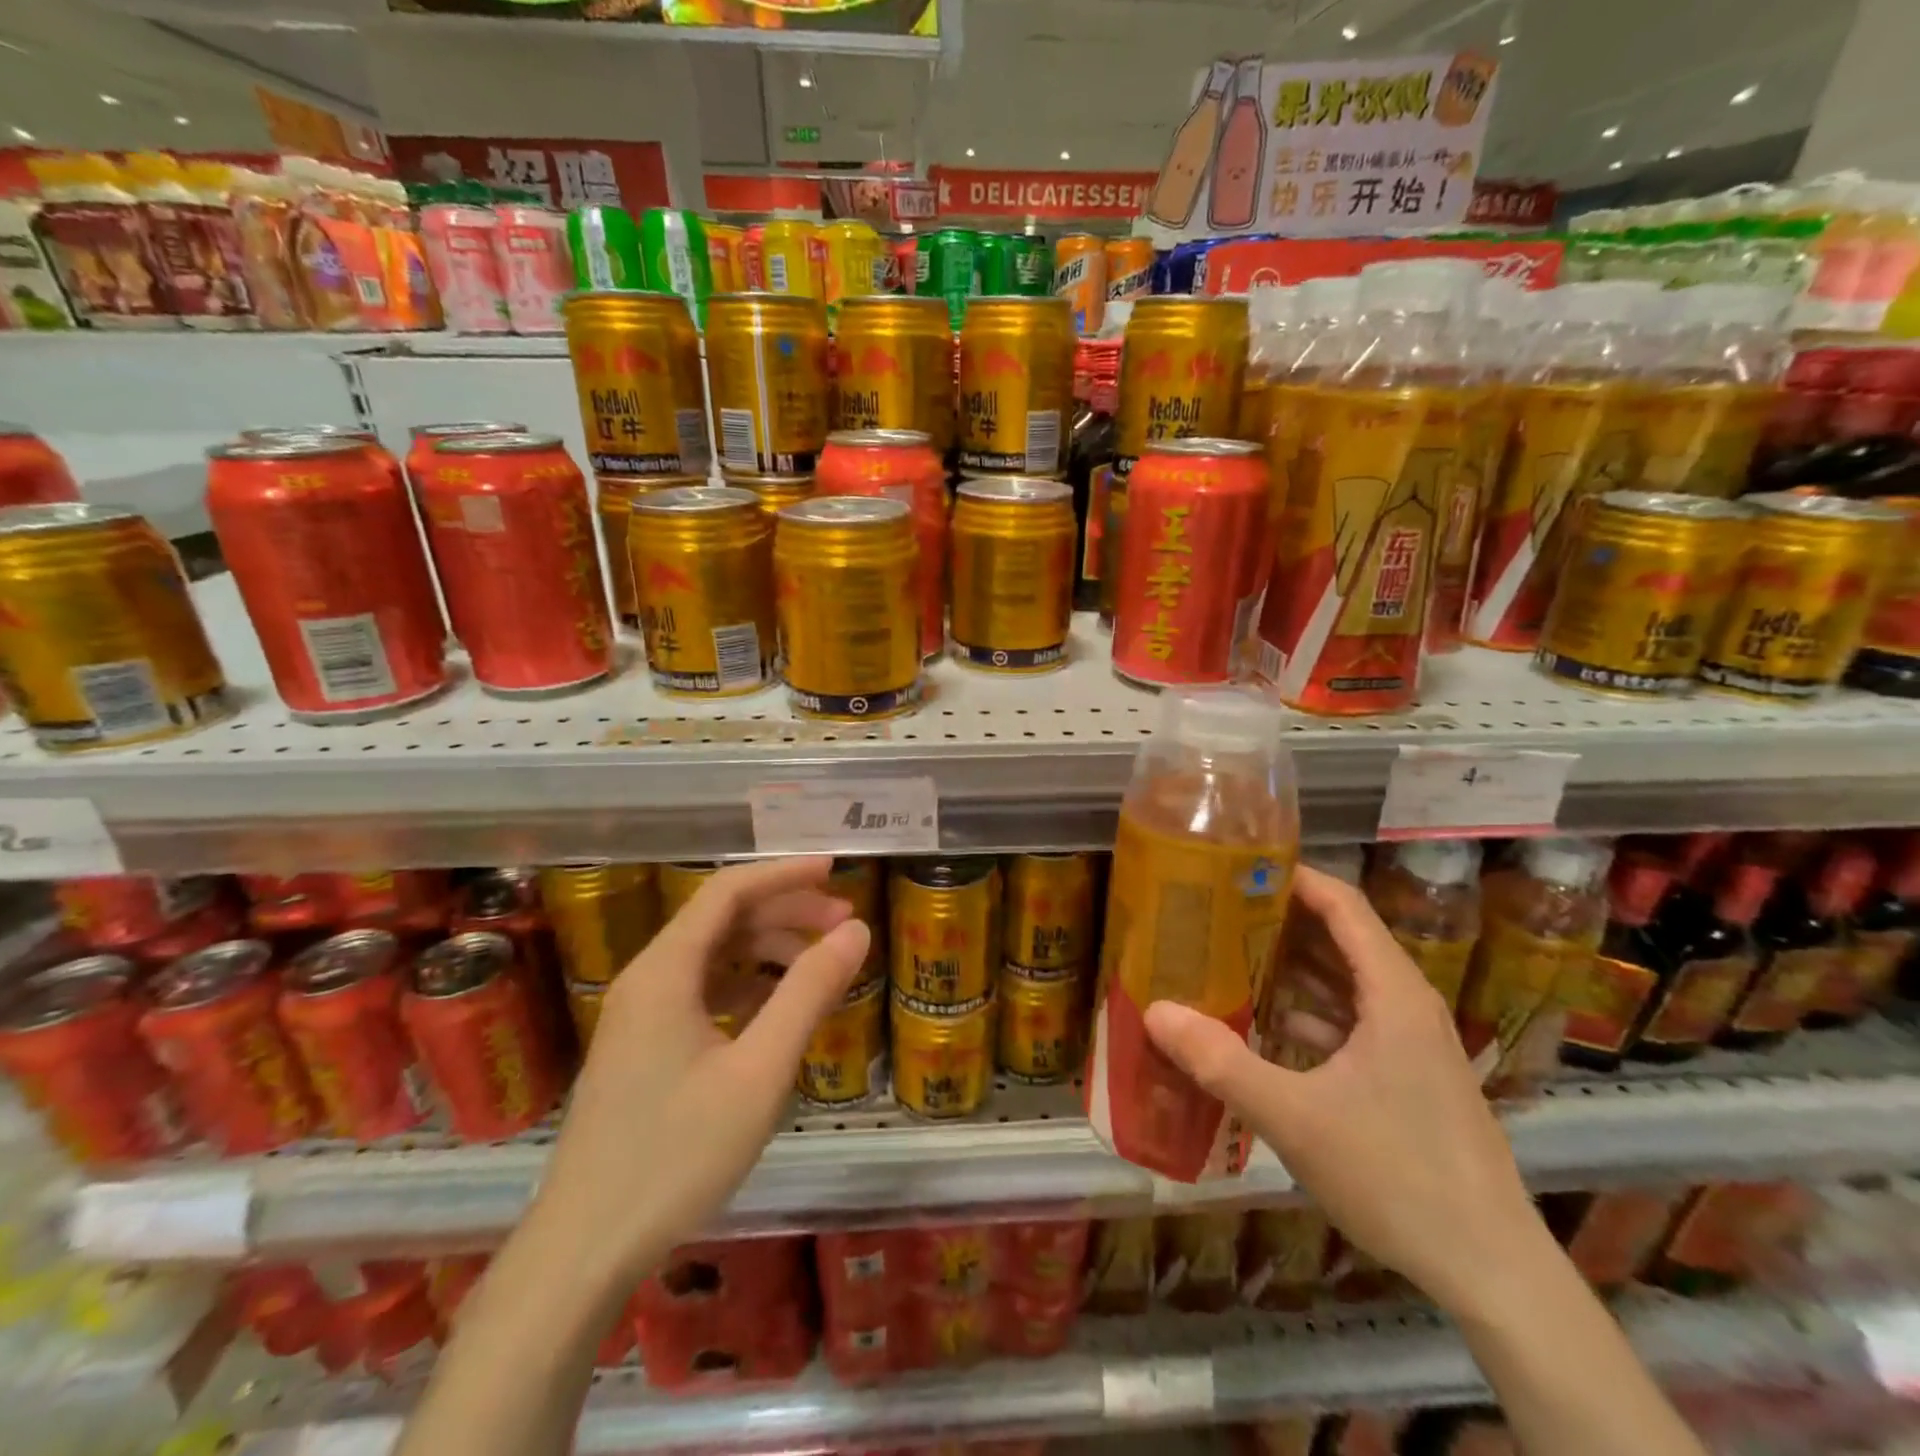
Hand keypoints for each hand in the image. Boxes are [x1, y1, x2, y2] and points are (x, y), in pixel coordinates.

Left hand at [532, 856, 870, 1280]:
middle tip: (844, 924)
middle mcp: (648, 979)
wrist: (584, 1250)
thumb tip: (856, 932)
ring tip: (821, 964)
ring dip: (769, 948)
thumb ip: (808, 993)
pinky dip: (747, 984)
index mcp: (666, 970)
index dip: (785, 873)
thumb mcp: (760, 1072)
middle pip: (722, 919)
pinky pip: (703, 991)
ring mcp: (640, 1015)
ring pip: (714, 955)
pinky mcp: (643, 1047)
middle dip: (786, 911)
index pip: (729, 891)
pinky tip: (778, 1006)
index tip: (836, 870)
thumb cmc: (677, 1155)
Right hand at [1144, 864, 1546, 1316]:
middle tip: (1216, 910)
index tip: (1237, 866)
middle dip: (1279, 920)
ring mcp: (1412, 1044)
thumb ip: (1220, 1062)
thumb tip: (1154, 1012)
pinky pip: (1352, 1021)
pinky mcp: (1409, 1077)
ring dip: (1291, 967)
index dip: (1293, 876)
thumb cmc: (1398, 1177)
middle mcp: (1407, 1005)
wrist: (1493, 1273)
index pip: (1342, 904)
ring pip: (1345, 982)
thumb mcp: (1294, 1117)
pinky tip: (1265, 1024)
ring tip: (1228, 956)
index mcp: (1393, 993)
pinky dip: (1309, 1011)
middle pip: (1340, 938)